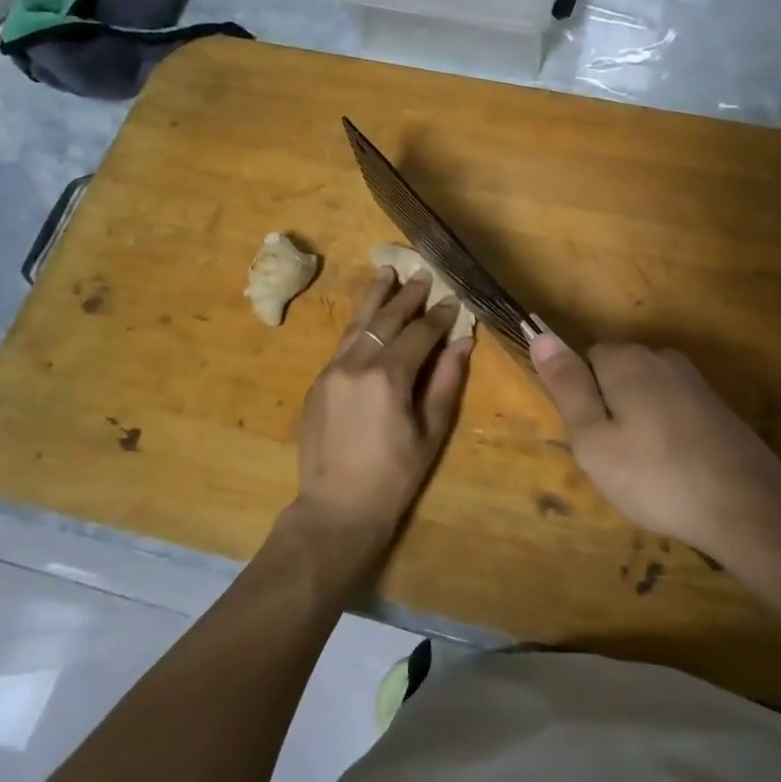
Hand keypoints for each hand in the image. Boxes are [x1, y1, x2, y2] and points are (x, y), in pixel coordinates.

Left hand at [290, 268, 473, 567]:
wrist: (335, 510)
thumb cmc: (393, 477)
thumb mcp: (430, 432)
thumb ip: (446, 382)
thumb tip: (462, 342)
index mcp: (388, 378)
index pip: (419, 333)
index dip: (439, 315)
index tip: (453, 300)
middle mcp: (356, 364)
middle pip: (386, 319)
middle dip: (407, 295)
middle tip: (423, 275)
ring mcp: (332, 371)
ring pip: (357, 323)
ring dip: (375, 297)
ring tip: (387, 272)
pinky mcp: (318, 382)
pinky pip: (342, 343)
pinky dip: (358, 323)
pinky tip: (367, 314)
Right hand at [529, 335, 780, 567]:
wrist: (745, 505)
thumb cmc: (655, 476)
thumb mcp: (593, 439)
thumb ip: (567, 385)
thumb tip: (540, 334)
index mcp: (626, 359)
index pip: (586, 358)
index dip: (583, 399)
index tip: (592, 439)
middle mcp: (660, 357)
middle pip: (616, 373)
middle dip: (610, 408)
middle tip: (616, 460)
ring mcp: (693, 380)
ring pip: (645, 393)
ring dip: (639, 421)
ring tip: (646, 469)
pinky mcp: (715, 404)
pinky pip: (672, 408)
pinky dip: (666, 431)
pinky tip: (675, 468)